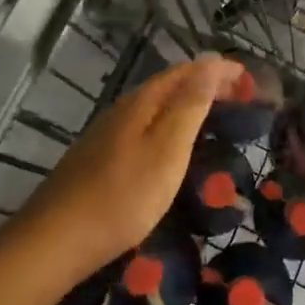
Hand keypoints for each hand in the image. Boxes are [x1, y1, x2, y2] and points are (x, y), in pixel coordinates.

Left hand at [18, 54, 244, 276]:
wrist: (54, 242)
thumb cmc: (122, 197)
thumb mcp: (167, 151)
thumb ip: (189, 106)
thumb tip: (211, 62)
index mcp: (142, 102)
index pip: (187, 71)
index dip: (219, 70)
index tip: (250, 81)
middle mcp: (122, 109)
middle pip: (170, 85)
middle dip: (206, 85)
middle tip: (240, 99)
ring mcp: (106, 133)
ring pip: (155, 106)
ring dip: (187, 104)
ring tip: (214, 118)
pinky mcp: (98, 158)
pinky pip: (144, 126)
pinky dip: (169, 125)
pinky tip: (172, 147)